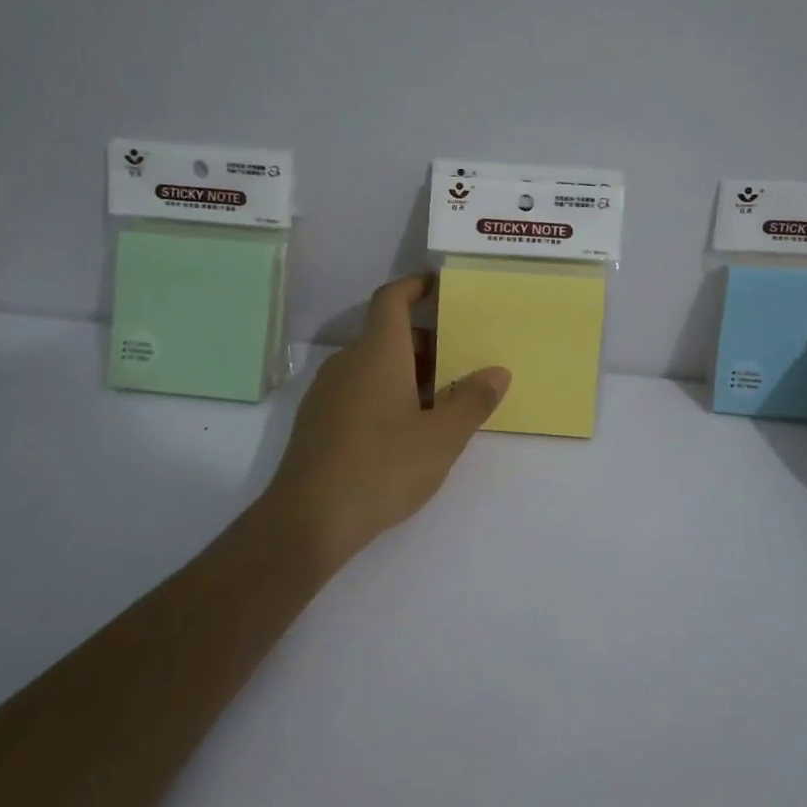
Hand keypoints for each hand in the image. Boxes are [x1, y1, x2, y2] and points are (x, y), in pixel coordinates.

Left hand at [258, 273, 509, 574]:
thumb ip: (473, 401)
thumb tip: (498, 372)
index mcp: (377, 353)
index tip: (439, 286)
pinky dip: (385, 394)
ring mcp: (327, 392)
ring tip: (440, 403)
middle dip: (425, 343)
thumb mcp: (442, 438)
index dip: (415, 286)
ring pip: (373, 365)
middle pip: (388, 335)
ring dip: (407, 373)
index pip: (392, 299)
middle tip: (461, 365)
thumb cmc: (383, 468)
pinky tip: (404, 433)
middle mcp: (347, 362)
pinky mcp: (317, 421)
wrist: (308, 520)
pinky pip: (358, 390)